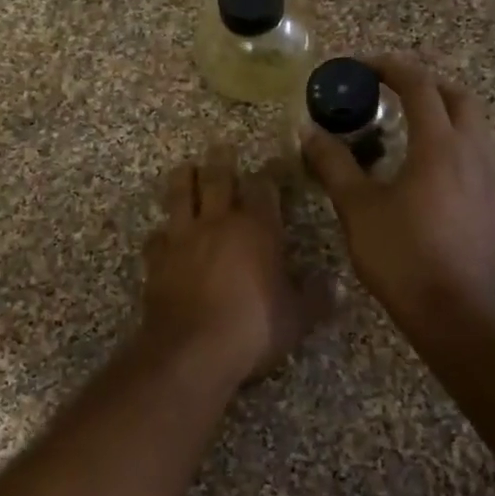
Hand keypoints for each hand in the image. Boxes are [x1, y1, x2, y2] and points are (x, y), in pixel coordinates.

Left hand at [142, 144, 324, 385]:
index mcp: (256, 228)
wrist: (191, 349)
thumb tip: (337, 285)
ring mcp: (183, 238)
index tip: (273, 163)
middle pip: (217, 179)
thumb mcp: (297, 317)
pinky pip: (157, 237)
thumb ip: (316, 298)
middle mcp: (218, 222)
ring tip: (186, 168)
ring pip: (180, 195)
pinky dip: (161, 233)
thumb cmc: (253, 327)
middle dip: (222, 161)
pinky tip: (162, 235)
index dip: (269, 173)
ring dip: (184, 179)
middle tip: (221, 146)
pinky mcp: (157, 259)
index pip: (264, 188)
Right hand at [301, 54, 494, 328]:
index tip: (363, 66)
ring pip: (473, 126)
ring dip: (443, 112)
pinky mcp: (492, 202)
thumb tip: (309, 134)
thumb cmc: (402, 255)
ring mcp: (488, 178)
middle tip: (391, 91)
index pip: (419, 86)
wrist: (455, 311)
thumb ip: (334, 164)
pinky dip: (451, 141)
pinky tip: (424, 167)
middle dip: (426, 84)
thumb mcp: (357, 208)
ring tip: (406, 126)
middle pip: (459, 97)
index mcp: (439, 145)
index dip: (391, 68)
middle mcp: (471, 152)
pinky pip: (476, 153)